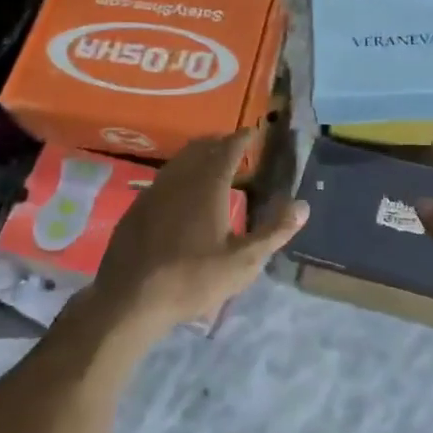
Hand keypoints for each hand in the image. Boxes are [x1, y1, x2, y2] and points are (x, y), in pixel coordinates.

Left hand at [92, 131, 307, 331]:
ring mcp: (154, 191)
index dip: (242, 138)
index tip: (253, 132)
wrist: (129, 300)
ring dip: (198, 156)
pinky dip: (179, 175)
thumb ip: (275, 232)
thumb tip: (303, 206)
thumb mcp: (243, 262)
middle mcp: (180, 179)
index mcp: (208, 185)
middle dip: (219, 142)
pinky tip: (182, 195)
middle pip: (201, 148)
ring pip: (179, 161)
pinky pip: (163, 179)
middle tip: (235, 147)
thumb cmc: (192, 279)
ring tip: (212, 166)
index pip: (228, 148)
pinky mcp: (137, 208)